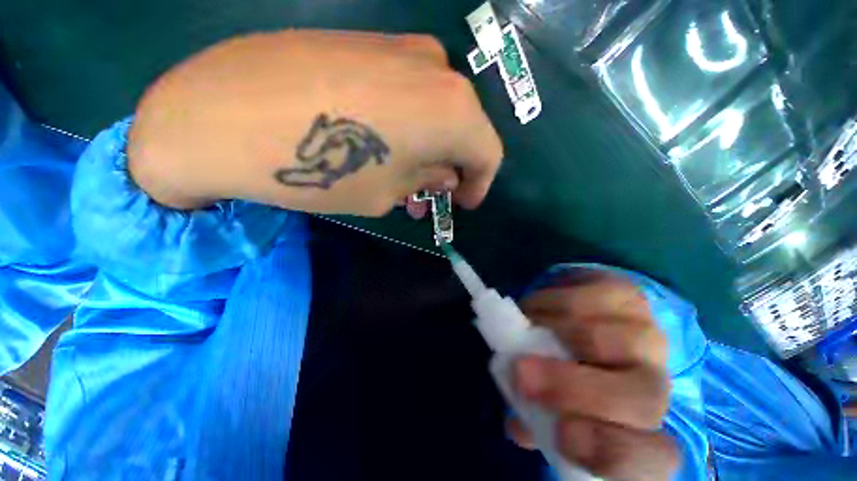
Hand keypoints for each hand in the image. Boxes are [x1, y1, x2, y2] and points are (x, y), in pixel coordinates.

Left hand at [128, 31, 501, 214]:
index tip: (463, 204)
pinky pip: (409, 92)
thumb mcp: (388, 193)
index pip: (488, 153)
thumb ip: (426, 181)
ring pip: (437, 110)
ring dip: (429, 148)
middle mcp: (438, 70)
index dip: (479, 184)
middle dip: (452, 168)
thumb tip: (443, 174)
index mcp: (453, 110)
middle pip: (465, 129)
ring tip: (404, 177)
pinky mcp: (369, 42)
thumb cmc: (324, 169)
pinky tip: (381, 144)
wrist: (225, 113)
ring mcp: (402, 48)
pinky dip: (408, 125)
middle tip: (430, 196)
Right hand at [509, 270, 678, 479]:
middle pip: (639, 397)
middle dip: (570, 386)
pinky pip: (582, 299)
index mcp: (643, 428)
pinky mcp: (626, 294)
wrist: (595, 322)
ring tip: (523, 327)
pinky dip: (547, 303)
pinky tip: (534, 309)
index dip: (607, 450)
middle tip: (520, 372)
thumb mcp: (556, 406)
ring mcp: (646, 334)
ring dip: (548, 332)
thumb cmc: (573, 377)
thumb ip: (539, 420)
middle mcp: (657, 383)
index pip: (652, 457)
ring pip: (600, 338)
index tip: (559, 433)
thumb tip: (518, 426)